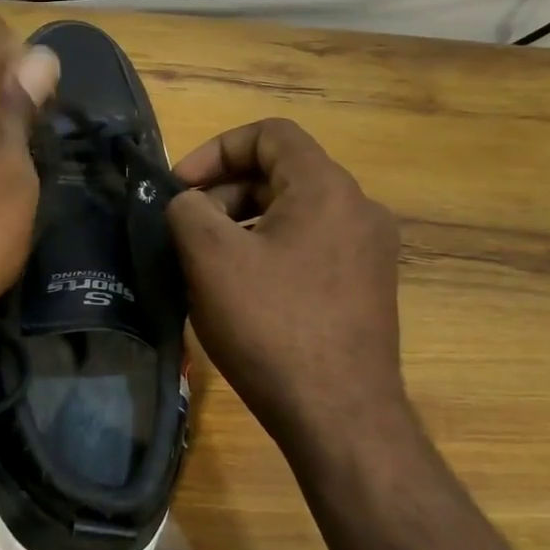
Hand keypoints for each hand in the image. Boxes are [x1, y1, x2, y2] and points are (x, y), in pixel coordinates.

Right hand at [166, 119, 410, 464]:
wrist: (339, 415)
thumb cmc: (272, 326)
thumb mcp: (211, 258)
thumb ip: (187, 209)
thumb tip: (188, 203)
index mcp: (327, 188)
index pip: (270, 134)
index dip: (215, 149)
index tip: (180, 189)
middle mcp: (359, 210)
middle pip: (281, 174)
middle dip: (224, 193)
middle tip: (186, 230)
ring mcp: (369, 253)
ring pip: (294, 215)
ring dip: (244, 225)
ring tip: (207, 264)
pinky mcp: (366, 290)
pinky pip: (310, 250)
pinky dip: (270, 253)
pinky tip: (242, 293)